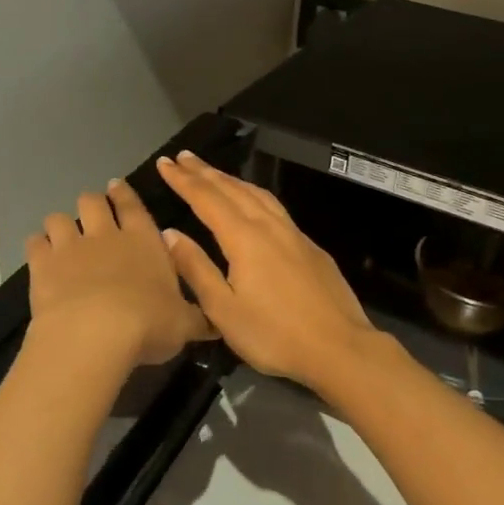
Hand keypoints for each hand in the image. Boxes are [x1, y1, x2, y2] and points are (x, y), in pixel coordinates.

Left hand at [26, 178, 214, 367]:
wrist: (95, 333)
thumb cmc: (149, 324)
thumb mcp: (184, 325)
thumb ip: (198, 320)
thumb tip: (218, 325)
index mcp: (144, 240)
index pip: (133, 205)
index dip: (124, 194)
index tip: (116, 186)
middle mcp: (106, 235)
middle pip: (92, 201)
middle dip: (92, 203)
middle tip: (93, 213)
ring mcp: (70, 246)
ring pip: (59, 218)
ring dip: (61, 224)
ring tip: (63, 236)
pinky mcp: (42, 264)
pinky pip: (35, 242)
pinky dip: (38, 246)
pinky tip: (41, 256)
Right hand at [155, 152, 378, 390]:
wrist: (339, 347)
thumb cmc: (274, 334)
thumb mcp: (223, 310)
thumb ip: (196, 268)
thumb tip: (170, 233)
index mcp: (244, 238)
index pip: (207, 199)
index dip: (184, 180)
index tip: (164, 163)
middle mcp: (269, 226)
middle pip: (232, 190)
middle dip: (205, 172)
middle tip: (183, 157)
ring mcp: (294, 234)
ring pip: (257, 194)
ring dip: (231, 180)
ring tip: (213, 172)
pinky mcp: (310, 246)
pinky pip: (274, 207)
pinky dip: (254, 194)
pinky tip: (253, 202)